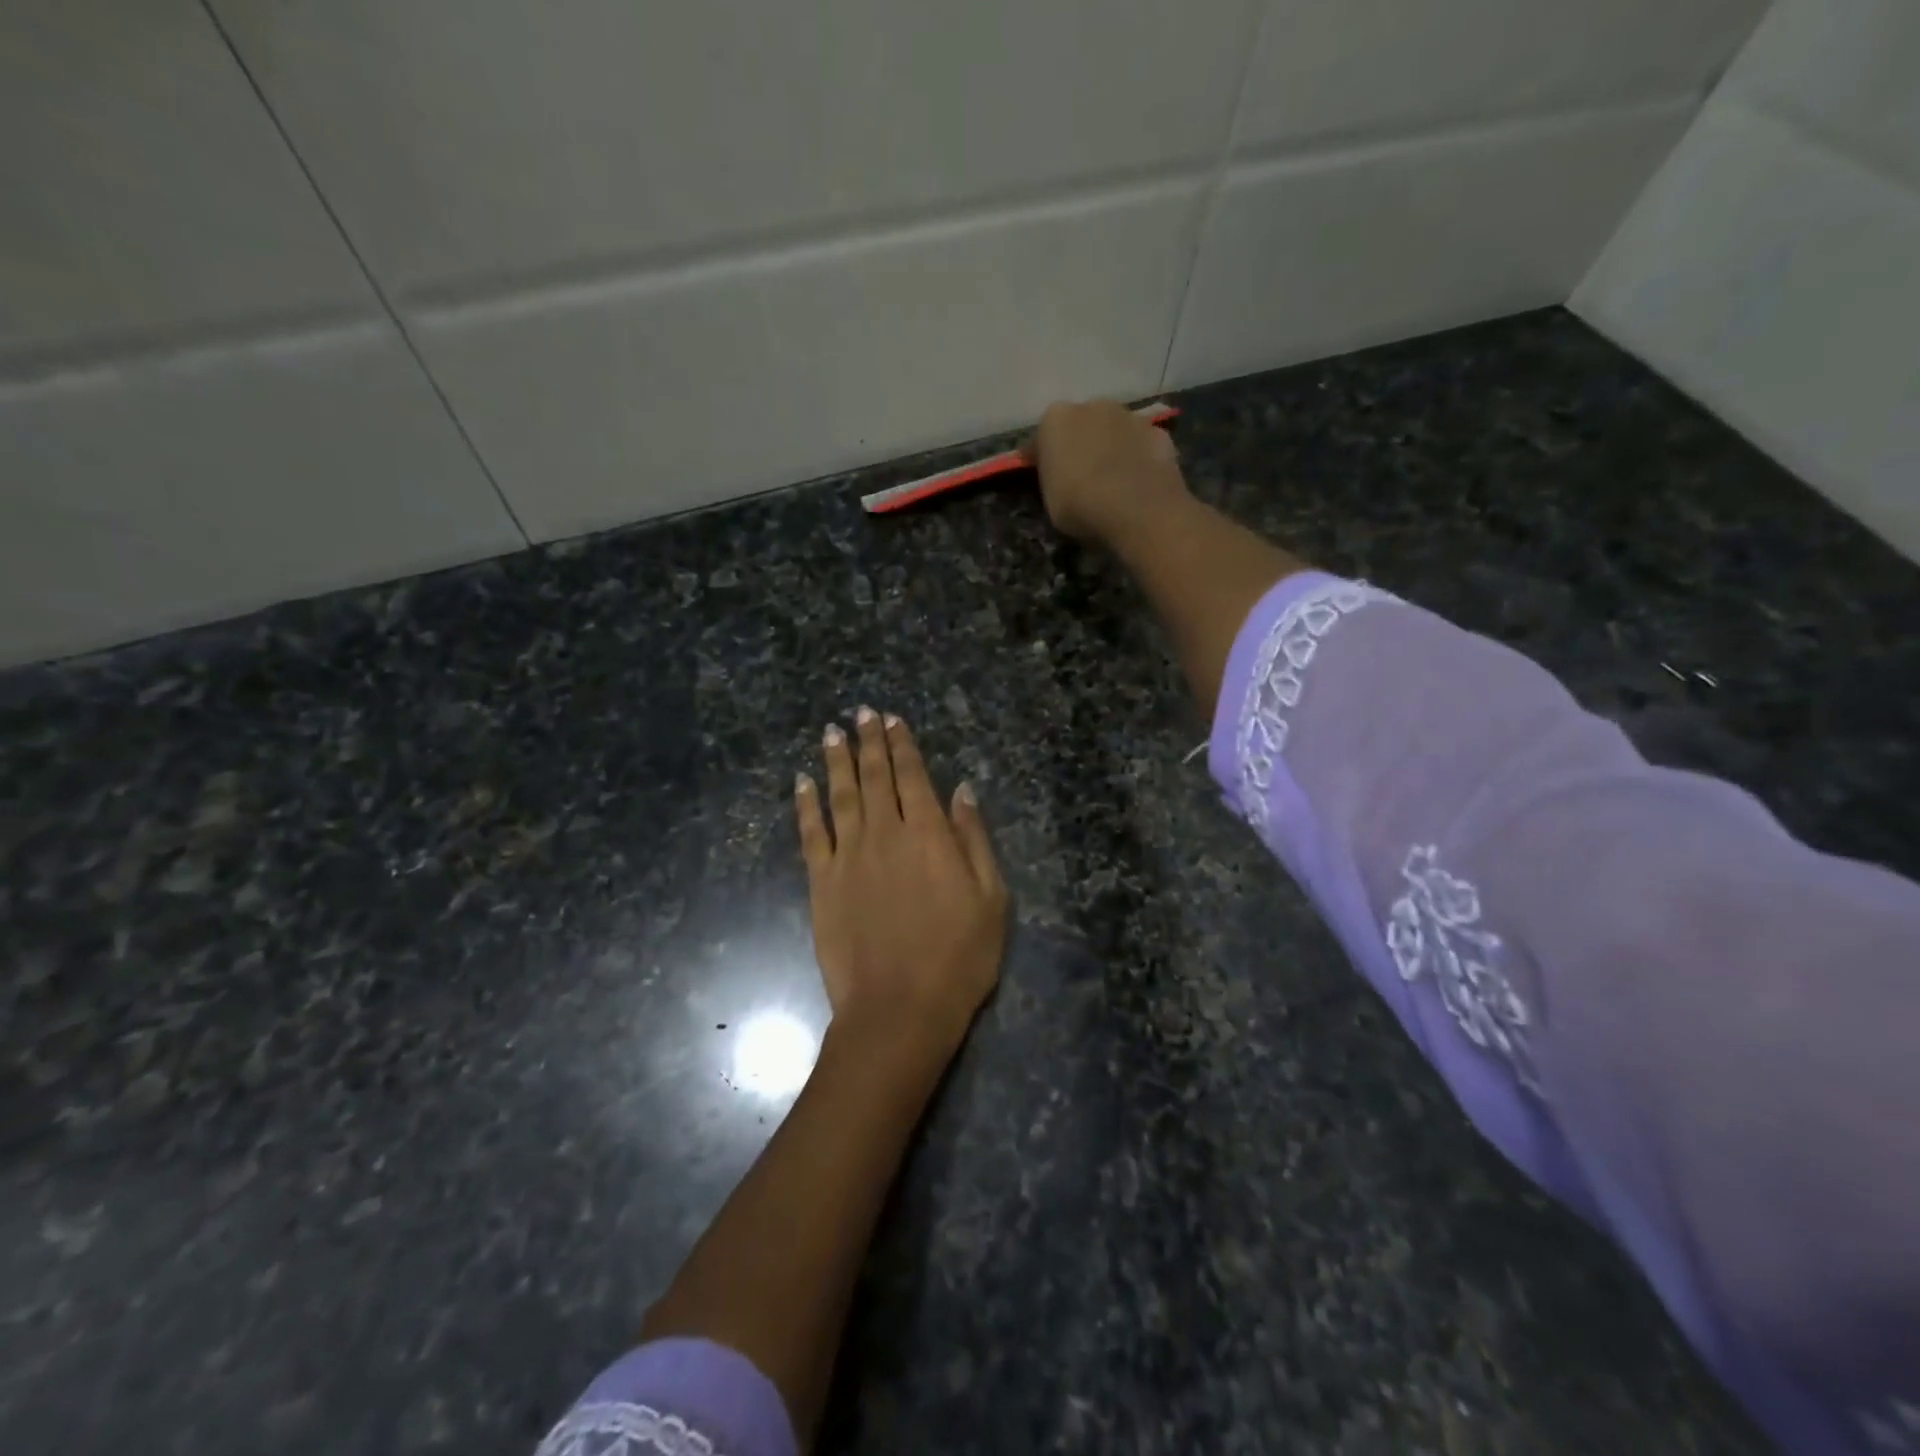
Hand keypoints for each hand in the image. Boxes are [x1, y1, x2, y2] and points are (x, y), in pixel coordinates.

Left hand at [796, 707, 1007, 1054]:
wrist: (898, 1009)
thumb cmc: (958, 958)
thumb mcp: (990, 898)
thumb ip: (974, 839)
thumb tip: (962, 789)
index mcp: (929, 835)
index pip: (914, 776)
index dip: (903, 745)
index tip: (893, 720)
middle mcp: (886, 833)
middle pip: (875, 777)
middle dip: (869, 741)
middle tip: (861, 713)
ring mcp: (849, 856)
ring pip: (841, 795)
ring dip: (836, 760)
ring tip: (831, 732)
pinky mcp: (822, 881)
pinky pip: (811, 832)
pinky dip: (806, 804)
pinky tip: (801, 782)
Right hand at [1024, 399, 1187, 544]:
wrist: (1139, 511)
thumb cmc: (1081, 506)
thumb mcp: (1049, 499)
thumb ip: (1052, 477)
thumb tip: (1059, 473)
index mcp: (1055, 419)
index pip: (1041, 438)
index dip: (1043, 459)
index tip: (1045, 478)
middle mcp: (1092, 406)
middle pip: (1081, 425)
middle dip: (1080, 444)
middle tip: (1081, 476)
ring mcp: (1130, 415)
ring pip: (1114, 430)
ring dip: (1111, 447)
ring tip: (1113, 480)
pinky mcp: (1159, 432)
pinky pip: (1141, 444)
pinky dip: (1138, 457)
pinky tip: (1138, 482)